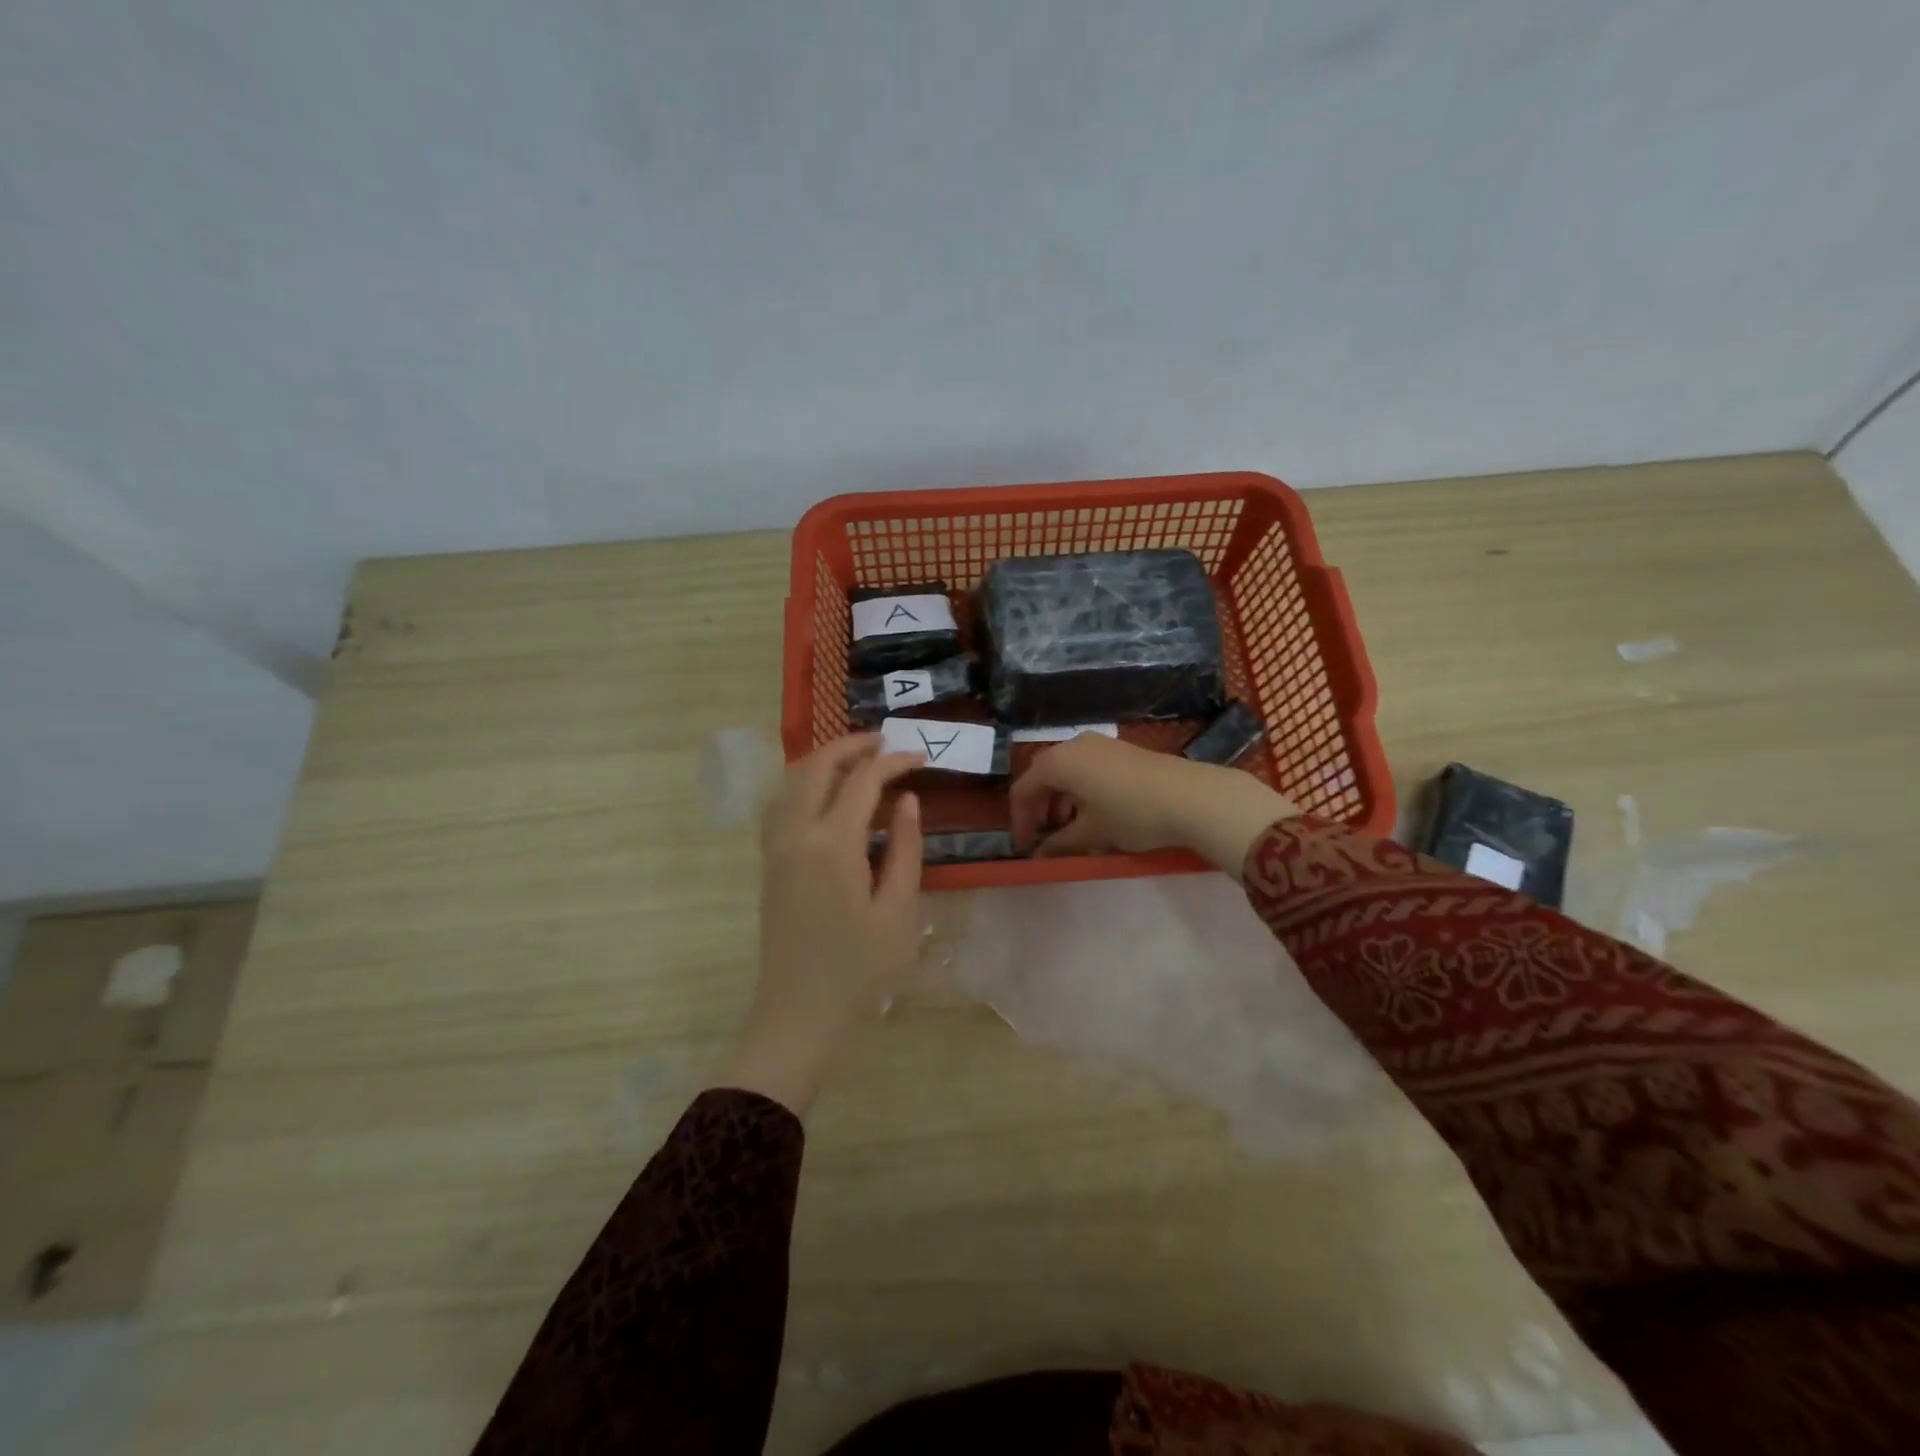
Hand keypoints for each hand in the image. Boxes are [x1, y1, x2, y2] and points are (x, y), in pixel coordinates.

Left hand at [720, 735, 923, 1115]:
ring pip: (793, 778)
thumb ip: (906, 848)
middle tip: (887, 743)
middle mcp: (796, 833)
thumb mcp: (899, 911)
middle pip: (818, 765)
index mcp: (833, 845)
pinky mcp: (769, 860)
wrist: (798, 1012)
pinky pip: (782, 801)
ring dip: (826, 759)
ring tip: (862, 759)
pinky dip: (806, 782)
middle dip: (853, 745)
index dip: (894, 761)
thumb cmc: (859, 970)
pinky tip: (829, 795)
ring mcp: (775, 845)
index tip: (921, 758)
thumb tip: (908, 801)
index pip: (864, 780)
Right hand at [1008, 733, 1296, 878]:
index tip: (1026, 848)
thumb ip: (1059, 844)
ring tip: (1072, 830)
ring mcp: (1100, 744)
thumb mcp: (1092, 834)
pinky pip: (1087, 768)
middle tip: (1045, 838)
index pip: (1023, 789)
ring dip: (1061, 801)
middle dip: (1040, 808)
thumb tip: (1039, 855)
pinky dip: (1081, 791)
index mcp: (1058, 762)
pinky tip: (1096, 815)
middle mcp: (1074, 745)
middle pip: (1043, 775)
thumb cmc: (1132, 814)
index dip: (1020, 821)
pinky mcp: (1121, 750)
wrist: (1193, 796)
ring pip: (1067, 771)